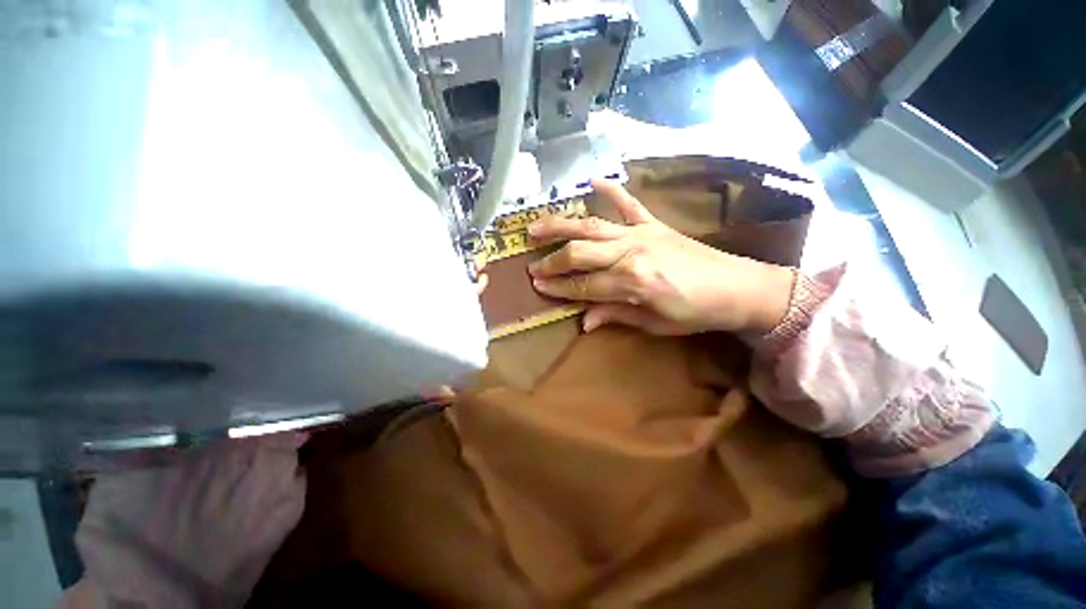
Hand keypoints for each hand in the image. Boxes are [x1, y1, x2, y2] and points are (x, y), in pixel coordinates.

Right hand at [527, 179, 795, 335]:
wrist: (738, 287)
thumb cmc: (695, 313)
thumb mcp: (654, 324)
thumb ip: (615, 316)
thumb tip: (583, 322)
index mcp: (631, 283)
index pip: (583, 285)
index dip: (558, 287)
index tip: (537, 286)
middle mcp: (630, 253)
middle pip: (580, 253)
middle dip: (553, 260)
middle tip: (532, 266)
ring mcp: (641, 233)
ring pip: (591, 225)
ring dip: (561, 225)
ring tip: (536, 226)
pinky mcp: (653, 223)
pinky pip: (628, 203)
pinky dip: (610, 190)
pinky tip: (592, 179)